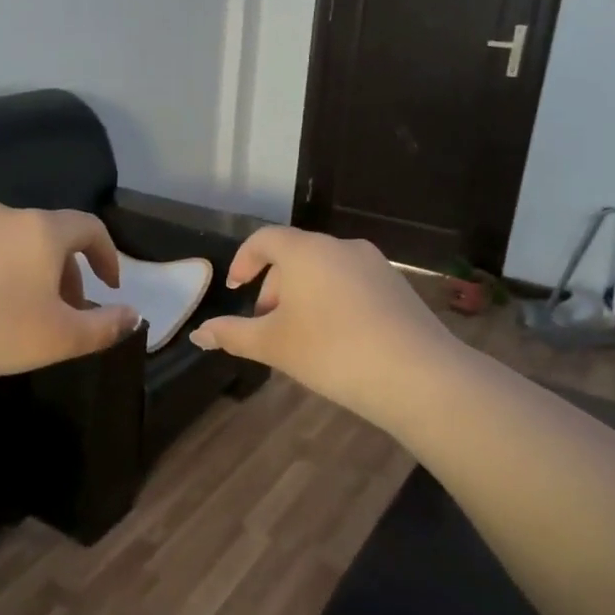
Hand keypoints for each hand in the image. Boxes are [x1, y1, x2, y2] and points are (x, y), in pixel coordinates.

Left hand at [0, 204, 139, 387]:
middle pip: (50, 236)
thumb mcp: (63, 338)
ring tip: (21, 309)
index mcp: (42, 230)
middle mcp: (4, 215)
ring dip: (28, 270)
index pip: (90, 228)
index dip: (107, 256)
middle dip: (66, 271)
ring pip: (12, 242)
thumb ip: (106, 326)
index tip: (109, 286)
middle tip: (65, 309)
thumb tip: (134, 315)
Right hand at [189, 227, 456, 429]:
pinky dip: (333, 300)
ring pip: (324, 270)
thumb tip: (198, 334)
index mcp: (305, 251)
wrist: (416, 375)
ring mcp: (374, 264)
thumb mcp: (273, 345)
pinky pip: (351, 283)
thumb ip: (232, 335)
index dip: (243, 261)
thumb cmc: (330, 352)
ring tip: (301, 336)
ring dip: (303, 295)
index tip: (235, 289)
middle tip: (267, 325)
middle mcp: (340, 246)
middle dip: (273, 286)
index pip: (264, 239)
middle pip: (295, 255)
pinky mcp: (397, 285)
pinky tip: (338, 339)